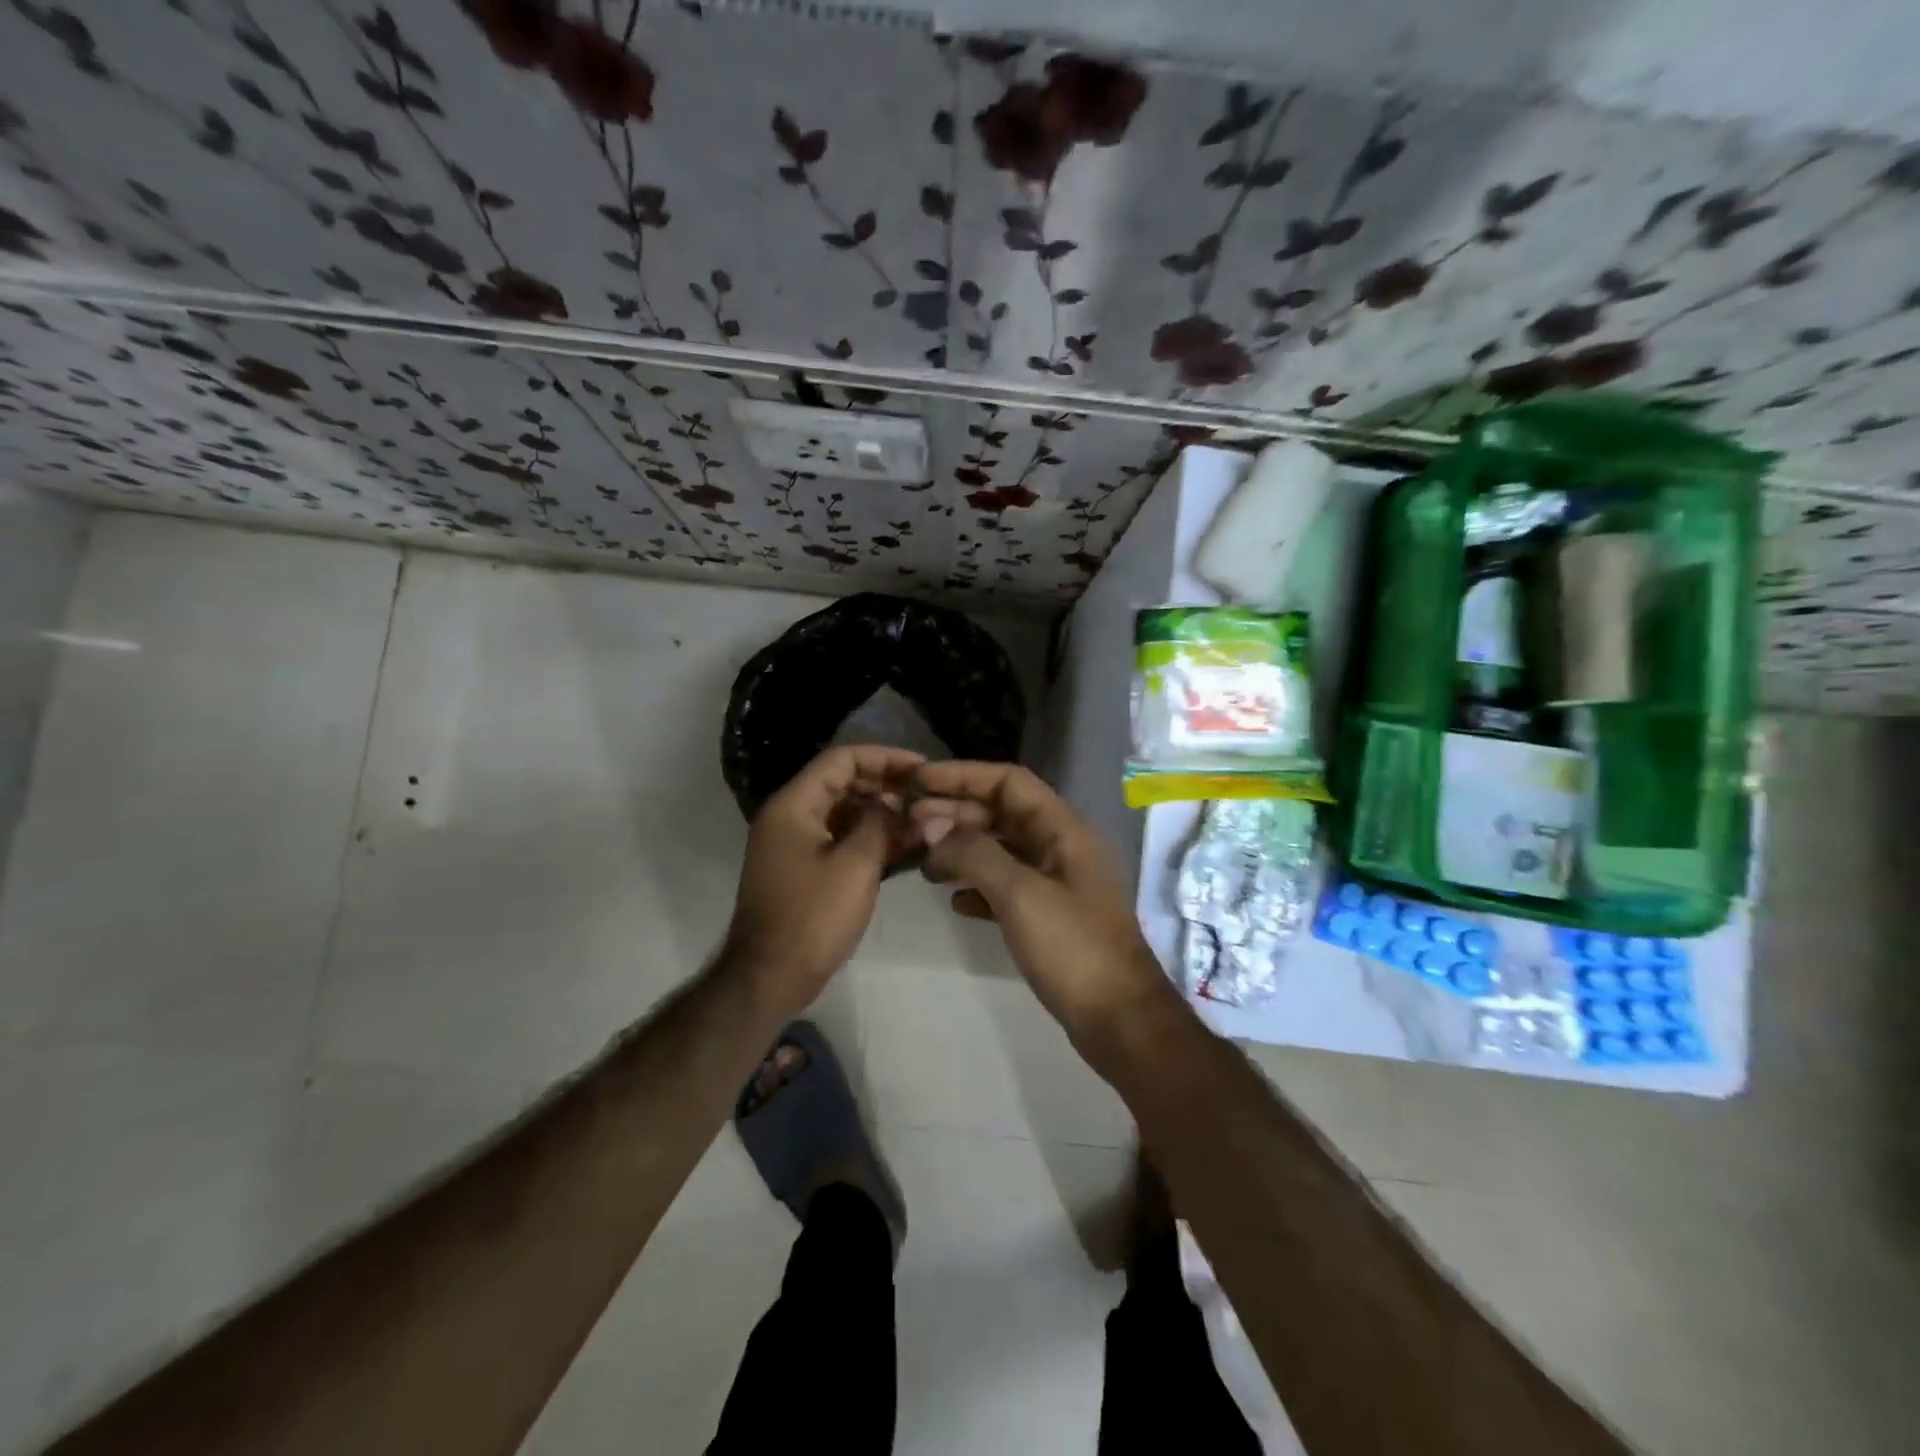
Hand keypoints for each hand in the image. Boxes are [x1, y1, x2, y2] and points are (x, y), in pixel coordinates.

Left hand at [726, 745, 923, 1008]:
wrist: (769, 976)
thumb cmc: (813, 917)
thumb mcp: (856, 865)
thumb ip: (882, 824)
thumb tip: (898, 804)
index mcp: (794, 805)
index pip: (842, 759)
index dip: (884, 757)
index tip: (921, 769)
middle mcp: (789, 815)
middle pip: (841, 782)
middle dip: (885, 785)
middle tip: (924, 797)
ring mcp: (793, 843)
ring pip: (842, 811)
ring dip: (879, 812)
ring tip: (919, 821)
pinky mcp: (801, 868)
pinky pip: (838, 838)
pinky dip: (867, 837)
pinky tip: (900, 847)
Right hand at [908, 761, 1177, 1043]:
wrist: (1119, 1020)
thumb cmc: (1072, 949)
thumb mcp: (1020, 894)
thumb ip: (974, 853)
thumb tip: (932, 826)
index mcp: (1064, 829)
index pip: (1009, 782)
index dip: (963, 775)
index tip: (919, 781)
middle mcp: (1062, 847)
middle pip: (1003, 813)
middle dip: (956, 813)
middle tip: (909, 823)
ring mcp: (1057, 883)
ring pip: (1002, 850)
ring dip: (963, 849)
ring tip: (923, 862)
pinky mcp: (1050, 916)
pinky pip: (1007, 886)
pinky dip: (978, 886)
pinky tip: (953, 901)